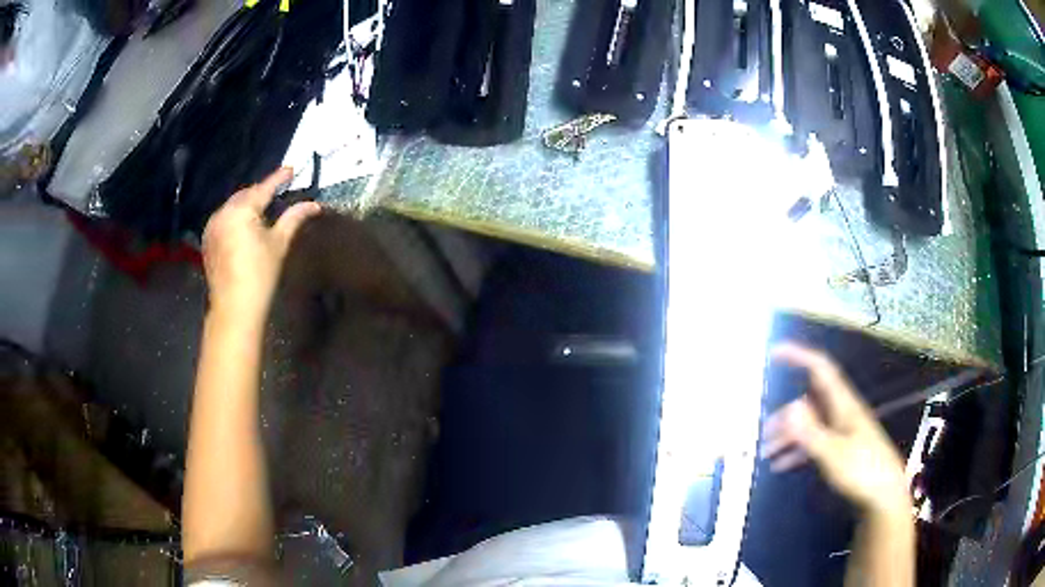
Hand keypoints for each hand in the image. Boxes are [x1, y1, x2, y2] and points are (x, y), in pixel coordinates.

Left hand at [202, 167, 320, 320]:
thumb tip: (314, 205)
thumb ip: (294, 218)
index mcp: (242, 210)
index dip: (278, 178)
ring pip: (233, 205)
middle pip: (245, 194)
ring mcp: (212, 226)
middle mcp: (223, 212)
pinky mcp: (208, 239)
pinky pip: (224, 218)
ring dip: (247, 203)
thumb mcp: (279, 243)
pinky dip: (236, 216)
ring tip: (262, 206)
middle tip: (277, 190)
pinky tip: (245, 224)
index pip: (263, 188)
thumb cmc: (260, 274)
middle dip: (261, 191)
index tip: (291, 169)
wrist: (234, 306)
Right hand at [761, 343, 910, 516]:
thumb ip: (811, 431)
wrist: (883, 496)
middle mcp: (841, 413)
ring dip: (788, 436)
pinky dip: (797, 451)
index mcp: (843, 405)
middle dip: (785, 414)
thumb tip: (789, 406)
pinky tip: (781, 465)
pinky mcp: (841, 450)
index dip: (799, 356)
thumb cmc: (862, 471)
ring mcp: (841, 432)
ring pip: (810, 425)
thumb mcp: (834, 453)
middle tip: (763, 432)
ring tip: (766, 454)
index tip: (774, 352)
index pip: (820, 369)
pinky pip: (813, 443)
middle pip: (809, 402)